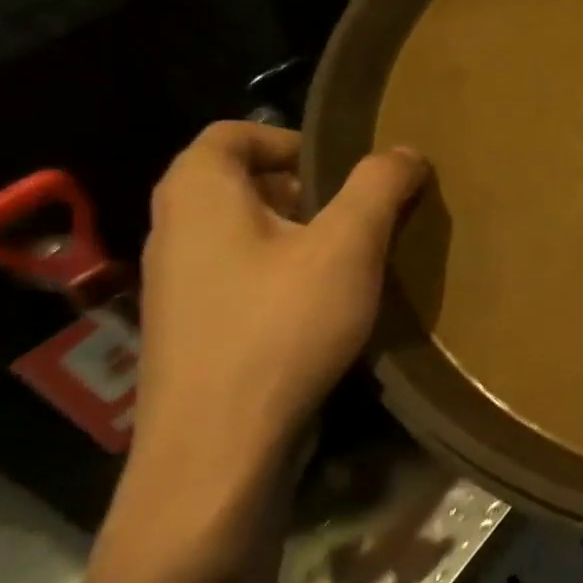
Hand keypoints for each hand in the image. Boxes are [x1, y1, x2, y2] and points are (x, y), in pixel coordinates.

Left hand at [132, 122, 426, 485]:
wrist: (219, 448)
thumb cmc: (282, 326)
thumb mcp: (348, 245)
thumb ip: (379, 186)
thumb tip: (406, 151)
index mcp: (200, 198)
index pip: (228, 134)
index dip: (288, 138)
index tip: (343, 166)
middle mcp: (176, 234)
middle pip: (237, 182)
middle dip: (304, 186)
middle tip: (359, 210)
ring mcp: (179, 287)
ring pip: (243, 232)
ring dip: (300, 232)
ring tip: (354, 256)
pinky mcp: (195, 330)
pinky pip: (242, 275)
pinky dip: (285, 272)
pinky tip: (327, 304)